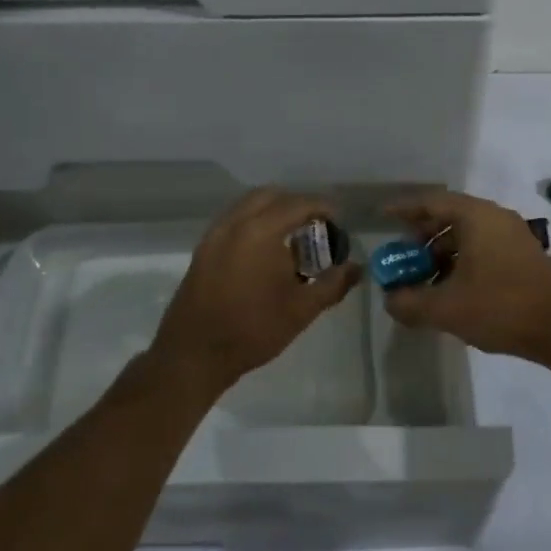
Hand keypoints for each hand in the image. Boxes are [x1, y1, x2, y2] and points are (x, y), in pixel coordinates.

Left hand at [151, 188, 363, 396]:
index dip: (323, 207)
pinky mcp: (203, 249)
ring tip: (293, 238)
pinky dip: (254, 223)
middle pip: (271, 196)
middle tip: (316, 226)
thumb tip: (357, 268)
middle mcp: (234, 223)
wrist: (194, 355)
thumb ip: (333, 284)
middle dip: (296, 204)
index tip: (339, 220)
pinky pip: (234, 221)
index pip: (298, 204)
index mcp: (260, 231)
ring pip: (248, 206)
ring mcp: (214, 235)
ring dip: (273, 212)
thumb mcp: (302, 310)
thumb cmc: (253, 330)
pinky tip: (266, 252)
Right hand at [381, 190, 550, 362]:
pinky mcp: (524, 255)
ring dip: (442, 252)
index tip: (383, 216)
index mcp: (476, 217)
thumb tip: (390, 299)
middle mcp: (495, 217)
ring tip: (424, 277)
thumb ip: (411, 302)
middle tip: (402, 255)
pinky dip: (462, 259)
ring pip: (468, 234)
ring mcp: (513, 235)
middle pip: (450, 216)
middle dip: (422, 235)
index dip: (405, 209)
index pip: (432, 202)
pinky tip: (453, 287)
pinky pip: (483, 246)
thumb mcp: (447, 309)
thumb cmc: (501, 307)